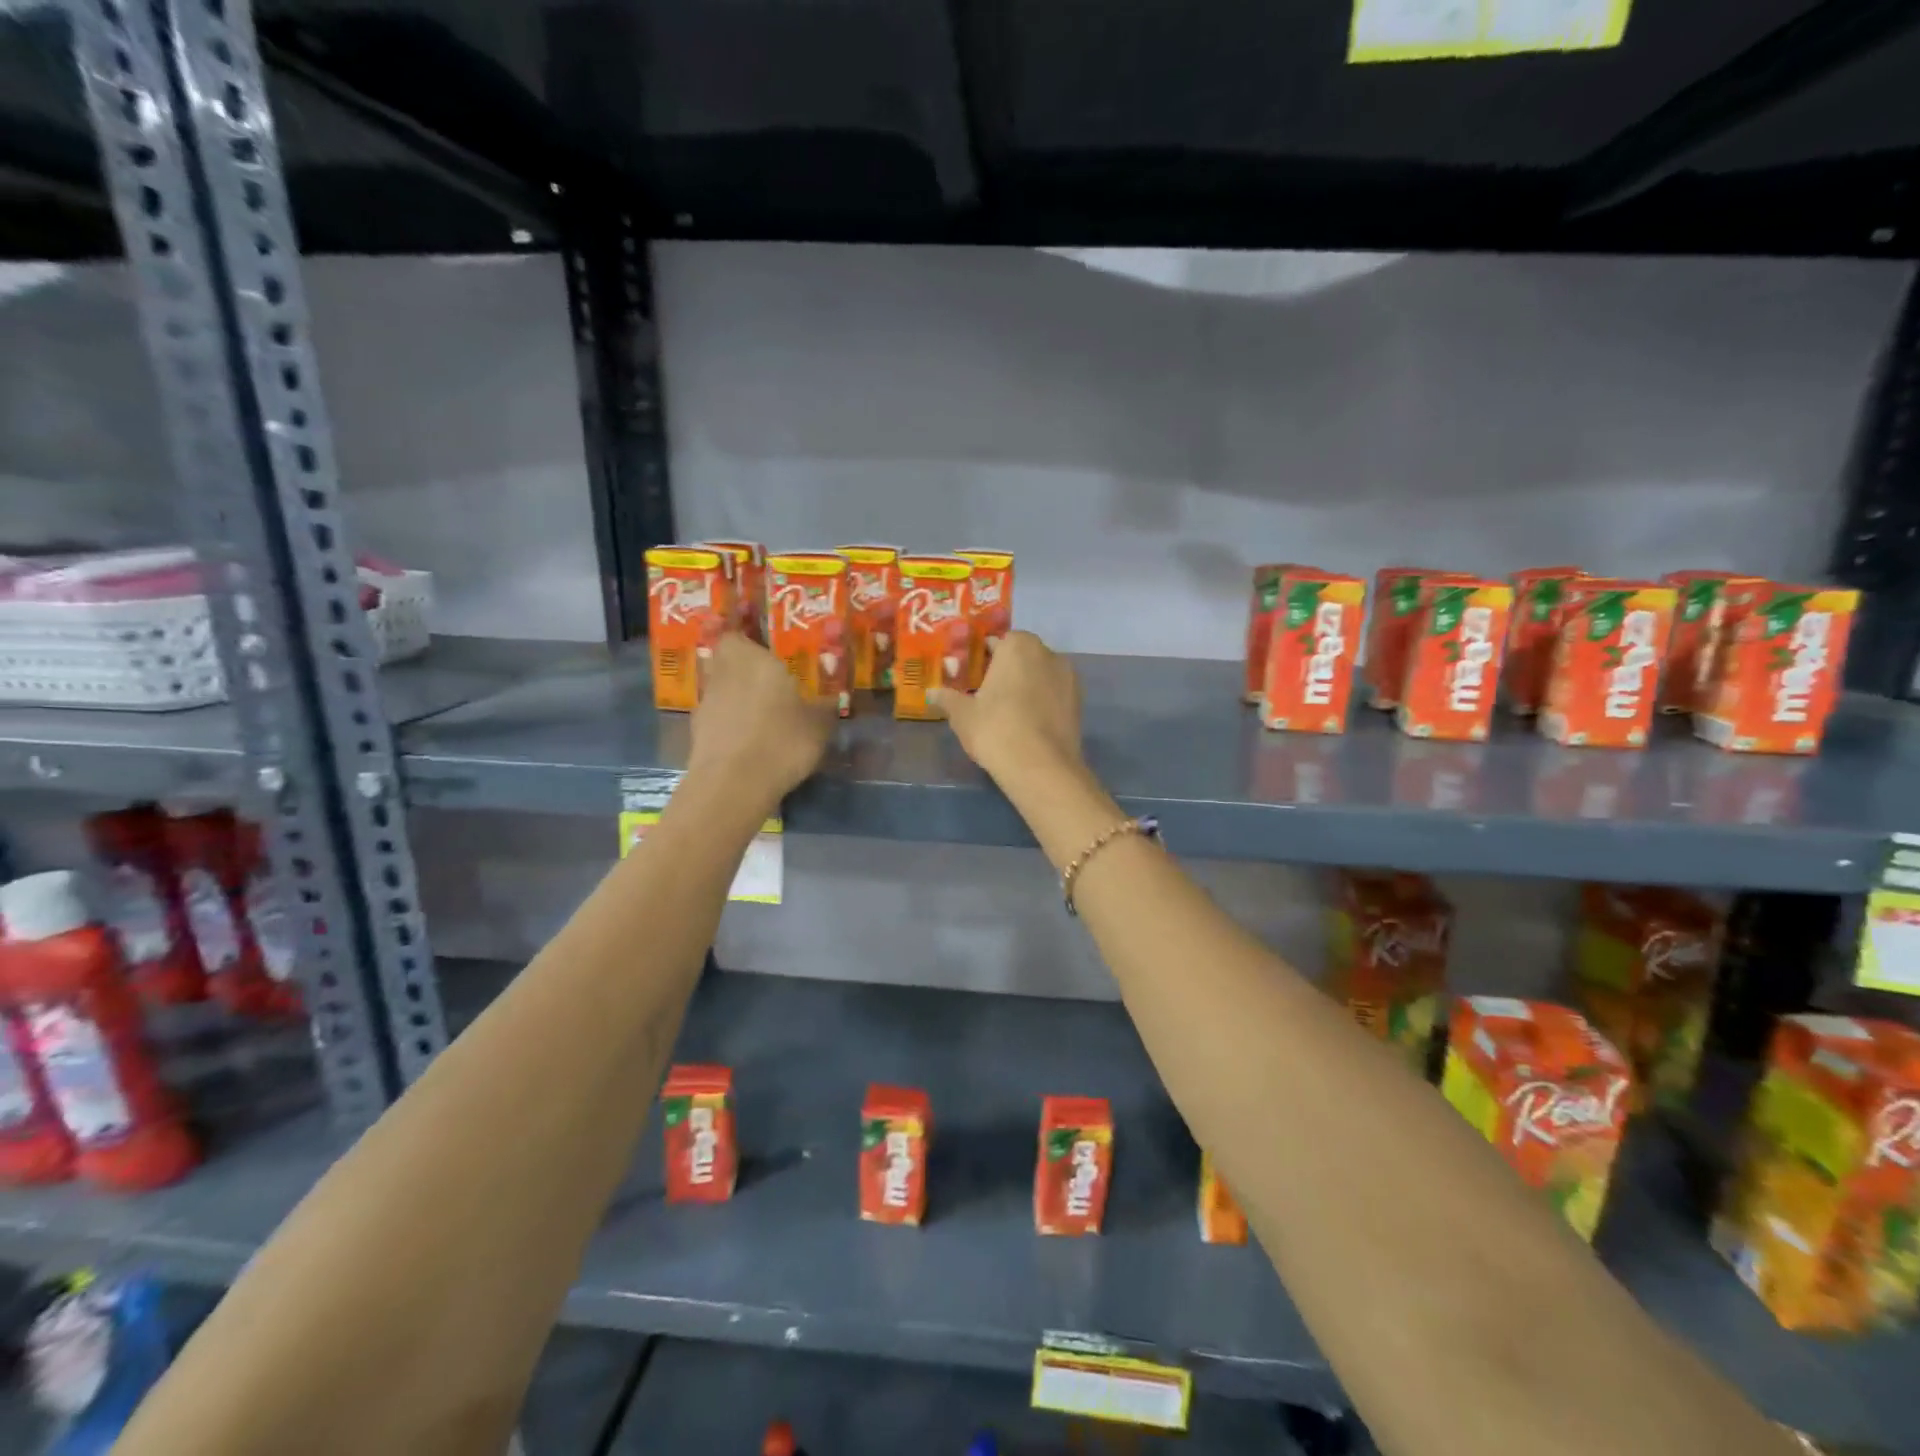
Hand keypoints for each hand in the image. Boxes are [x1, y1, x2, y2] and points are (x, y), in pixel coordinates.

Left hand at [689, 633, 836, 801]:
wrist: (733, 785)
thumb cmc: (782, 740)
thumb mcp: (819, 724)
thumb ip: (825, 706)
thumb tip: (831, 699)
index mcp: (751, 659)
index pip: (737, 635)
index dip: (749, 643)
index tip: (769, 656)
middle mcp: (723, 674)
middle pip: (727, 662)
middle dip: (745, 671)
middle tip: (771, 685)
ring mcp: (706, 704)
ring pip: (721, 690)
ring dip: (737, 699)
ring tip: (764, 718)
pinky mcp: (696, 733)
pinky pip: (718, 719)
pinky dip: (731, 726)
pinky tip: (751, 743)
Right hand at [930, 631, 1084, 784]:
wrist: (1041, 768)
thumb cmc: (995, 729)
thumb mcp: (962, 714)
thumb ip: (947, 698)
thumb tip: (932, 693)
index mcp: (1018, 645)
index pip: (996, 642)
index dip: (981, 658)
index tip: (970, 677)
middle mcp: (1048, 653)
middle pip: (1021, 656)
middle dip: (1005, 671)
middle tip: (985, 695)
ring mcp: (1069, 678)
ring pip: (1040, 675)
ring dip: (1026, 686)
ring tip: (1007, 713)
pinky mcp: (1079, 703)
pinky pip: (1053, 695)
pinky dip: (1041, 703)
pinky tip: (1027, 724)